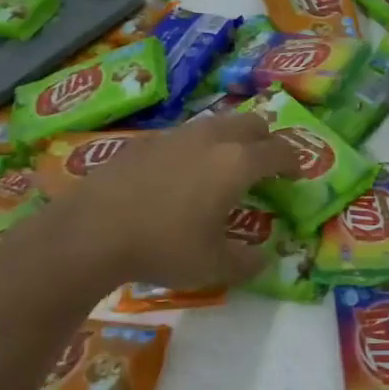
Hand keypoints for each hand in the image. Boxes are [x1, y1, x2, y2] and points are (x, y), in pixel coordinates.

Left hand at [63, 113, 298, 288]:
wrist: (90, 232)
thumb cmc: (164, 246)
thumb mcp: (213, 266)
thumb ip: (246, 263)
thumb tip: (262, 260)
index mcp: (237, 163)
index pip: (280, 150)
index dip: (294, 161)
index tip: (297, 174)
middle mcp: (212, 138)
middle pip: (252, 123)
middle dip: (266, 141)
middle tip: (264, 166)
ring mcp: (176, 135)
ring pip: (216, 124)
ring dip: (230, 139)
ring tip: (223, 168)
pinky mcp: (145, 141)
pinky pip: (183, 136)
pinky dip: (195, 148)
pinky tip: (180, 175)